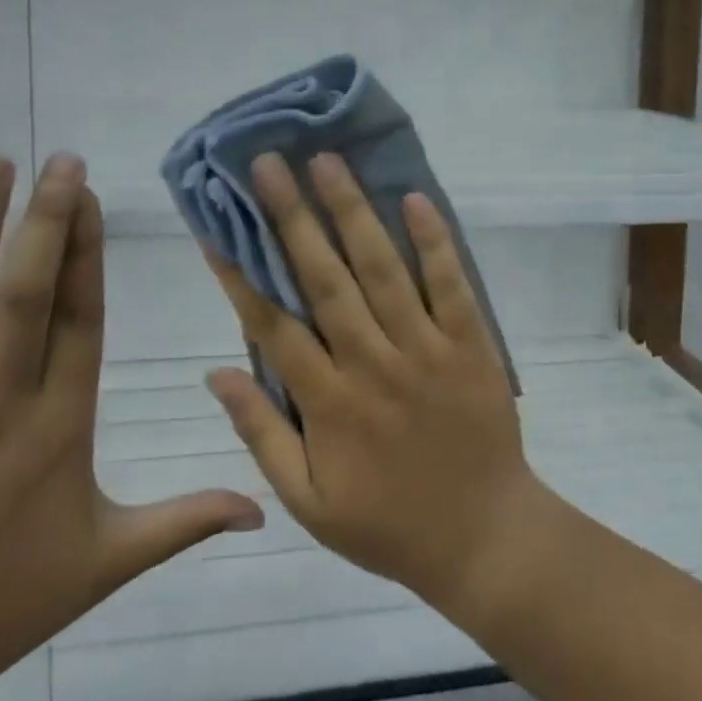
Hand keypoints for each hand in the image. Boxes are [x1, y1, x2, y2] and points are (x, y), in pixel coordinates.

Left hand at [0, 153, 263, 700]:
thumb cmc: (7, 602)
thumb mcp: (112, 561)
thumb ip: (188, 521)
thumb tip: (265, 510)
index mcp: (61, 431)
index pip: (82, 325)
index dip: (89, 257)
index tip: (94, 199)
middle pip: (26, 300)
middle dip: (46, 224)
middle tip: (61, 161)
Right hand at [203, 152, 543, 610]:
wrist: (485, 538)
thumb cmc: (388, 524)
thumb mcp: (308, 501)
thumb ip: (261, 434)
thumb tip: (216, 372)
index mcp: (327, 404)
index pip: (273, 325)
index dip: (241, 272)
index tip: (218, 224)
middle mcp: (371, 365)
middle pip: (324, 280)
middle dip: (291, 218)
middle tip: (267, 164)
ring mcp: (425, 350)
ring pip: (382, 270)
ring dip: (353, 212)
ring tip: (326, 162)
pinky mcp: (471, 345)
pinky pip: (452, 286)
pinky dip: (434, 242)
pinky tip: (414, 198)